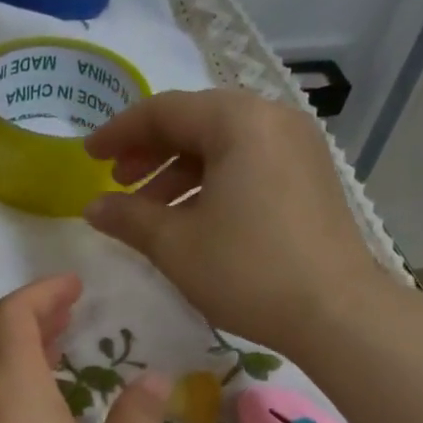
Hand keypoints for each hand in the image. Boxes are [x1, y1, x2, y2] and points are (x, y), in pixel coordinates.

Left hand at [0, 275, 169, 422]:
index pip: (12, 317)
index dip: (42, 293)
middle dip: (28, 323)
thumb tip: (151, 380)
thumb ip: (138, 420)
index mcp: (13, 393)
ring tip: (56, 364)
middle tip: (69, 319)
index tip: (76, 286)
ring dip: (15, 364)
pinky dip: (7, 403)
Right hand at [82, 90, 388, 352]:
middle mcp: (273, 119)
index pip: (164, 110)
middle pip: (197, 122)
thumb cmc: (247, 271)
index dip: (118, 132)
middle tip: (117, 183)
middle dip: (150, 152)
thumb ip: (128, 218)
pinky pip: (249, 164)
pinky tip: (193, 219)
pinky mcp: (310, 177)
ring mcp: (298, 147)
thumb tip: (92, 207)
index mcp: (239, 121)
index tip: (87, 156)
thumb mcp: (176, 245)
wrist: (335, 312)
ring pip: (224, 145)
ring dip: (179, 172)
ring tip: (150, 211)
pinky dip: (213, 184)